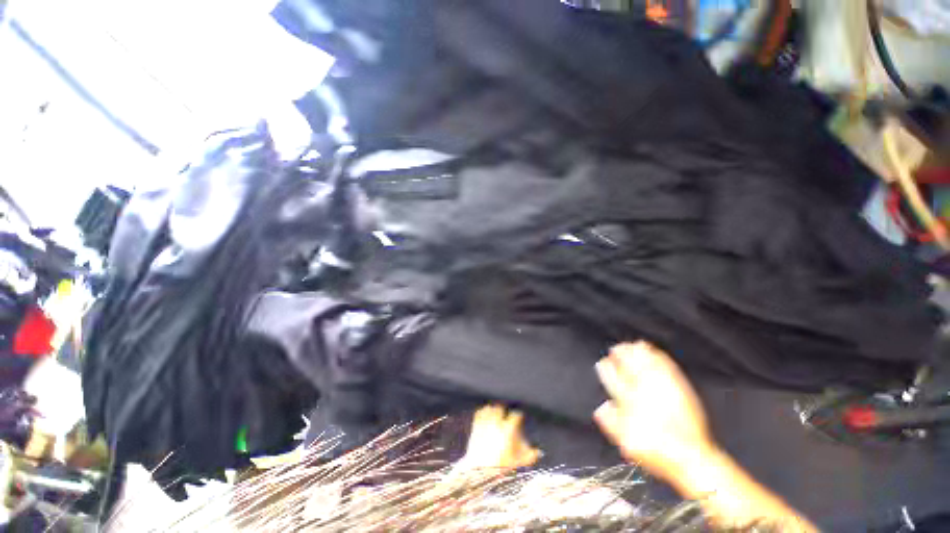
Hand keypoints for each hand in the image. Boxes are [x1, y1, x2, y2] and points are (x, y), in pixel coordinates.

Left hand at [458, 405, 540, 471]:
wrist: (478, 471)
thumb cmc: (499, 467)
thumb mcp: (516, 463)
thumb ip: (529, 457)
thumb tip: (539, 453)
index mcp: (507, 430)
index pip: (516, 415)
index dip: (518, 416)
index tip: (519, 418)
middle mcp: (496, 423)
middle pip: (501, 408)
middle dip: (504, 411)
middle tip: (505, 415)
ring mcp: (485, 424)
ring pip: (490, 408)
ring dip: (493, 410)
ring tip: (496, 414)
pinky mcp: (476, 426)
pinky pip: (479, 413)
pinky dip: (483, 412)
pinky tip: (485, 414)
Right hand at [593, 342, 713, 479]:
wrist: (691, 457)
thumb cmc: (657, 452)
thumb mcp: (628, 443)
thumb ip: (612, 423)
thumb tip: (601, 406)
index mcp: (630, 402)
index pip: (614, 379)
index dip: (607, 368)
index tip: (603, 362)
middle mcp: (645, 391)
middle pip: (629, 366)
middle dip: (621, 355)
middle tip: (616, 348)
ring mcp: (664, 388)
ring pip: (647, 363)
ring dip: (638, 352)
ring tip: (632, 345)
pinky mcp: (680, 388)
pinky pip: (667, 366)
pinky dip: (659, 356)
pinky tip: (655, 352)